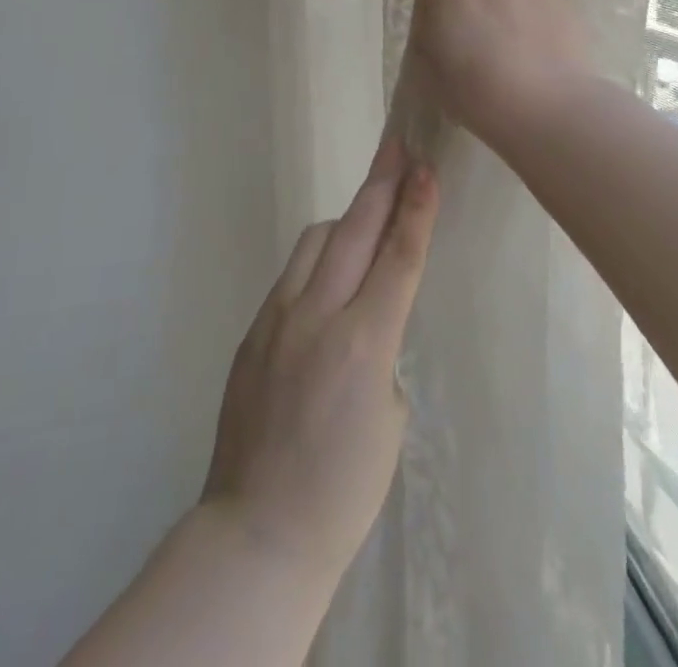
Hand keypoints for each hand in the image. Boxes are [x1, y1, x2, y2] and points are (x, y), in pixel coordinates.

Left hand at [200, 139, 439, 589]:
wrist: (257, 531)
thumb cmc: (343, 489)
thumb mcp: (389, 418)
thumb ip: (380, 349)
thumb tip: (367, 316)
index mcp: (363, 343)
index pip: (397, 257)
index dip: (415, 208)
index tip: (424, 166)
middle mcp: (318, 316)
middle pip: (355, 230)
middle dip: (381, 184)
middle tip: (397, 145)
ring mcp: (277, 318)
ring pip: (316, 241)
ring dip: (347, 222)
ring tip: (367, 218)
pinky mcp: (253, 330)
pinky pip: (292, 275)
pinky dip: (317, 261)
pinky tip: (328, 277)